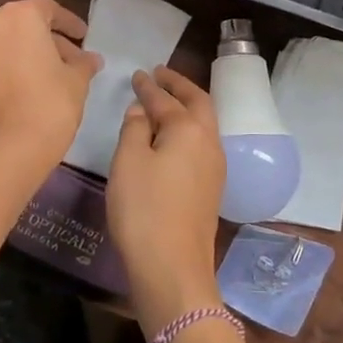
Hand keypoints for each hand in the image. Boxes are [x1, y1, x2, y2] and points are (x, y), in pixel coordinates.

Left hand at [0, 0, 100, 169]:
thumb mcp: (77, 81)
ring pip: (0, 47)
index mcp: (18, 17)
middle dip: (46, 41)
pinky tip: (21, 95)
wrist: (5, 153)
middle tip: (69, 61)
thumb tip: (90, 59)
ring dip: (22, 57)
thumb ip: (83, 63)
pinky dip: (4, 74)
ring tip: (45, 79)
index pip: (48, 9)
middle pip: (21, 26)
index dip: (69, 23)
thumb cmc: (49, 105)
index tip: (84, 38)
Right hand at [107, 66, 226, 334]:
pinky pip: (202, 144)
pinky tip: (173, 138)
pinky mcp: (212, 188)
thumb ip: (135, 129)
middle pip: (198, 103)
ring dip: (187, 107)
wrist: (173, 267)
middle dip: (179, 86)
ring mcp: (215, 167)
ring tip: (167, 101)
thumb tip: (142, 110)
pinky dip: (188, 129)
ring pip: (204, 124)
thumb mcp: (128, 162)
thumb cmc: (144, 209)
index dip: (149, 86)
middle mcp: (209, 142)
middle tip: (160, 75)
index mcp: (189, 129)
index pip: (166, 99)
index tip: (137, 74)